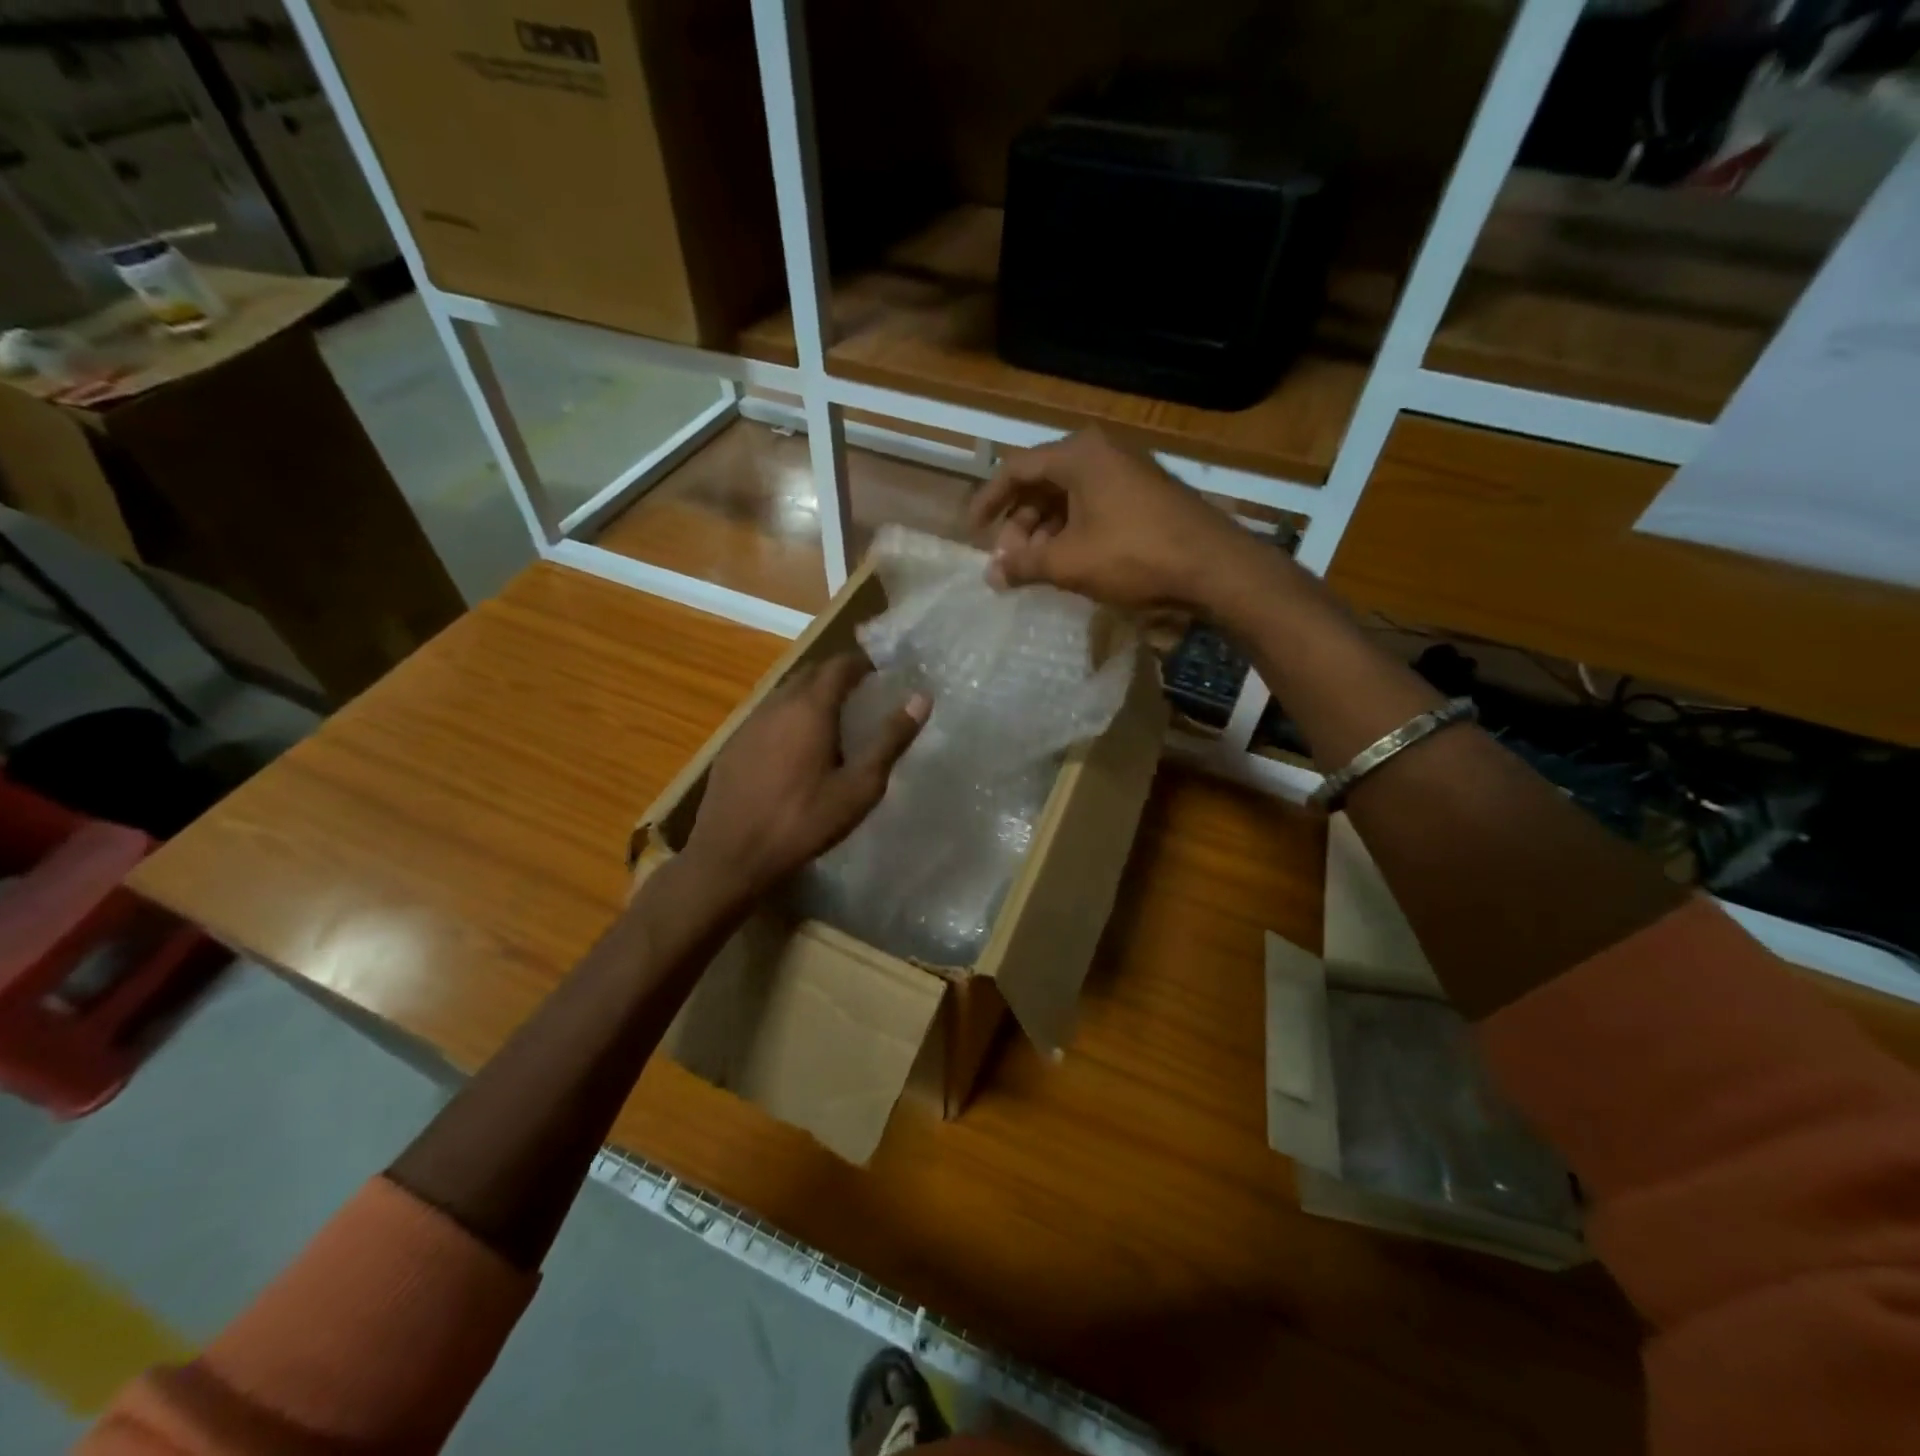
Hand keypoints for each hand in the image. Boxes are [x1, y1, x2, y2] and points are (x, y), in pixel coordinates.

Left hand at [683, 653, 927, 902]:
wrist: (731, 855)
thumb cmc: (803, 821)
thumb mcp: (859, 787)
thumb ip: (890, 740)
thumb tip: (921, 699)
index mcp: (810, 708)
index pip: (838, 666)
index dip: (861, 663)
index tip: (880, 671)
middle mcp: (777, 704)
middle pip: (810, 674)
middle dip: (836, 676)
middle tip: (861, 695)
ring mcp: (749, 724)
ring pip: (785, 694)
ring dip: (810, 696)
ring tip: (832, 721)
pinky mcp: (732, 745)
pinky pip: (767, 716)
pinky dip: (788, 718)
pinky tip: (794, 749)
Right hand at [969, 428, 1253, 611]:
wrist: (1213, 567)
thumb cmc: (1134, 555)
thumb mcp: (1069, 562)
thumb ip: (1024, 565)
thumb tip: (991, 575)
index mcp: (1078, 455)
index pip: (1015, 469)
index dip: (988, 501)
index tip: (973, 531)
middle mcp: (1101, 453)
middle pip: (1042, 484)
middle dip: (1019, 525)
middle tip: (1009, 563)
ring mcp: (1127, 473)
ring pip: (1068, 499)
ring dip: (1045, 533)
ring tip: (1035, 570)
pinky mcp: (1144, 496)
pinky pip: (1093, 507)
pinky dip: (1072, 533)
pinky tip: (1068, 564)